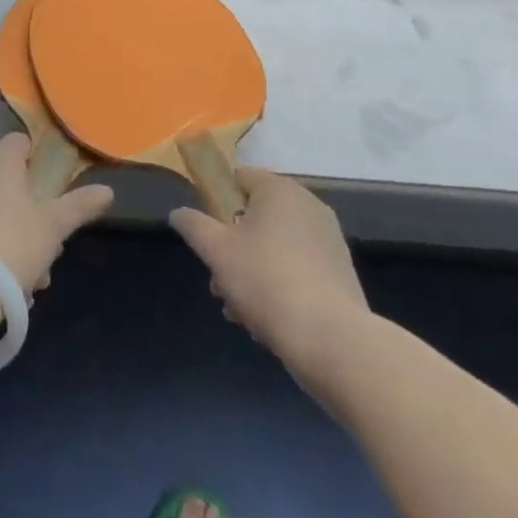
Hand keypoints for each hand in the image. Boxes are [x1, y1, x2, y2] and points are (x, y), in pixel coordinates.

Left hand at [0, 133, 114, 292]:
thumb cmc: (13, 243)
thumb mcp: (54, 226)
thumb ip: (80, 205)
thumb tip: (108, 191)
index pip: (21, 142)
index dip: (42, 158)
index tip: (58, 184)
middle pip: (11, 180)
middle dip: (35, 209)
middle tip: (53, 239)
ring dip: (20, 237)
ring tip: (38, 275)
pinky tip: (14, 285)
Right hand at [170, 168, 368, 369]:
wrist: (332, 340)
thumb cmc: (266, 281)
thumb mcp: (216, 250)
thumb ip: (193, 225)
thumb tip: (178, 212)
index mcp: (280, 190)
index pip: (240, 177)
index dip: (217, 200)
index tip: (206, 232)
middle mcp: (308, 206)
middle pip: (256, 217)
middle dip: (232, 247)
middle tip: (218, 280)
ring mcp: (328, 240)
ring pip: (275, 247)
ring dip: (251, 271)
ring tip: (238, 310)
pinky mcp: (339, 272)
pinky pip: (297, 268)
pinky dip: (279, 285)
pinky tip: (266, 319)